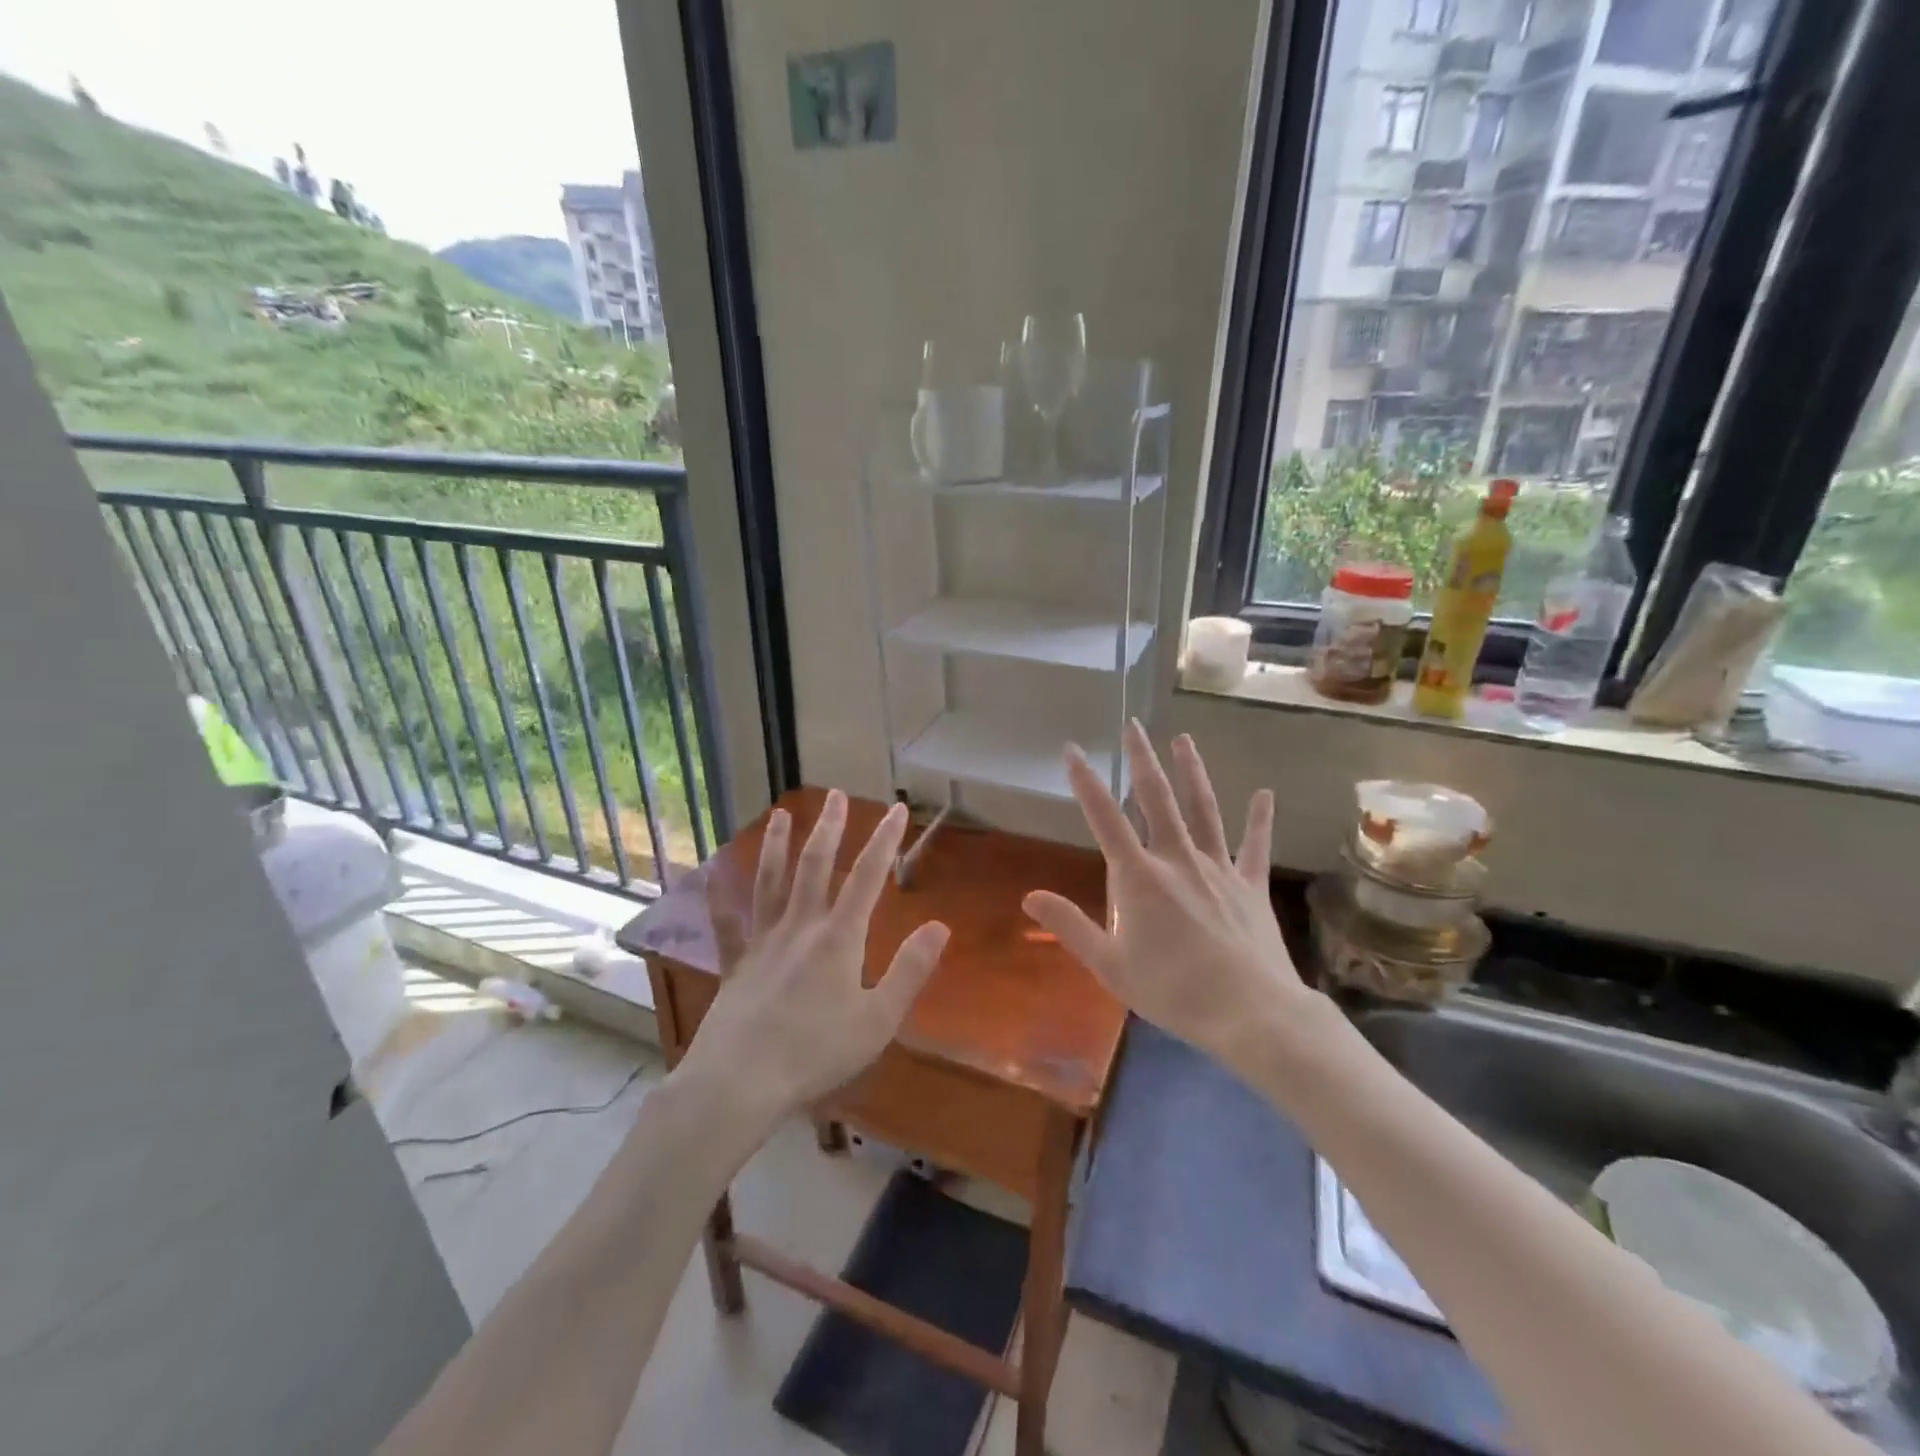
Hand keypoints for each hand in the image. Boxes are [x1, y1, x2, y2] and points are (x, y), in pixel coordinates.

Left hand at [682, 792, 950, 1117]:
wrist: (739, 1081)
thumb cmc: (816, 1053)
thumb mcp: (878, 1020)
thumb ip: (910, 971)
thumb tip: (940, 926)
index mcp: (839, 938)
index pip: (868, 876)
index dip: (884, 840)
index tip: (896, 809)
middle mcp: (800, 927)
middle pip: (816, 866)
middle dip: (829, 828)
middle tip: (835, 795)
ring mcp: (763, 942)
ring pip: (771, 882)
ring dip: (777, 846)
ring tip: (780, 815)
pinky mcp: (736, 964)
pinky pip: (728, 924)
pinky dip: (720, 899)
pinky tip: (711, 878)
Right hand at [1023, 724, 1311, 1068]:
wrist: (1251, 1014)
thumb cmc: (1173, 992)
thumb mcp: (1110, 966)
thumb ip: (1070, 926)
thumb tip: (1029, 897)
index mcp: (1139, 877)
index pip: (1105, 819)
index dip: (1086, 782)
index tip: (1073, 750)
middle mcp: (1177, 860)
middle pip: (1157, 799)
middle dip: (1142, 760)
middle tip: (1134, 725)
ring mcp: (1218, 869)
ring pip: (1203, 809)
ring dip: (1191, 772)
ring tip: (1183, 739)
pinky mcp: (1250, 886)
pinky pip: (1254, 847)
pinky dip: (1259, 820)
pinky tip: (1264, 794)